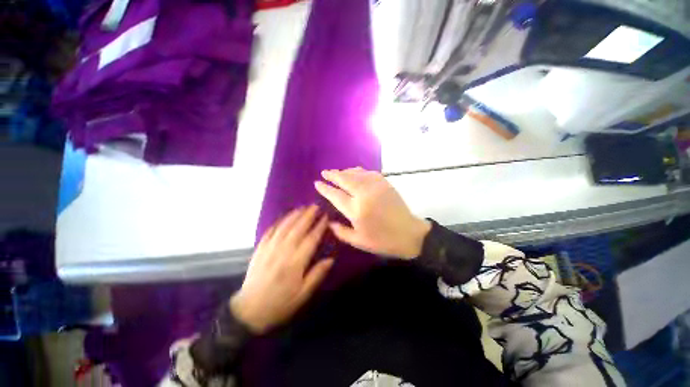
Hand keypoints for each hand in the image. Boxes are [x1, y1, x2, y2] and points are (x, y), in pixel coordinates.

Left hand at [230, 205, 332, 333]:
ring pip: (284, 226)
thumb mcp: (303, 294)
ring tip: (303, 207)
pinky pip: (270, 231)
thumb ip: (317, 274)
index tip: (326, 217)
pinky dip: (279, 222)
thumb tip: (331, 259)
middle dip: (308, 215)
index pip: (311, 239)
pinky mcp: (260, 249)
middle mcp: (283, 251)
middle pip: (298, 228)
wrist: (249, 310)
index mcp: (295, 263)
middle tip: (316, 206)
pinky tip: (285, 217)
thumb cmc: (280, 303)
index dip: (319, 226)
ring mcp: (269, 248)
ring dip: (294, 215)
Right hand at [314, 168, 430, 258]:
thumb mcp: (359, 241)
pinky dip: (359, 171)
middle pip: (345, 179)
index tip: (317, 183)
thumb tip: (329, 222)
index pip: (336, 195)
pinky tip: (355, 172)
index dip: (325, 189)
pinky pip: (369, 173)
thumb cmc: (382, 240)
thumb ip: (341, 232)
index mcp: (356, 210)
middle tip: (324, 172)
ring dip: (345, 171)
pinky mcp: (385, 183)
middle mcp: (364, 194)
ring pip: (356, 173)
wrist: (408, 233)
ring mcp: (375, 187)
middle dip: (332, 175)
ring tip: (337, 172)